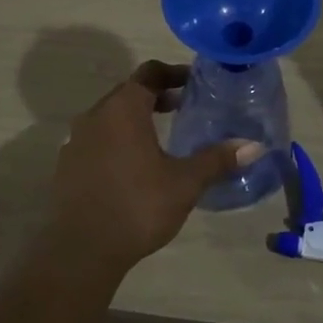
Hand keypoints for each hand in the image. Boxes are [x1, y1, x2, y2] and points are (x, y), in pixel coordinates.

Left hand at [48, 61, 264, 277]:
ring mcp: (76, 140)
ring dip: (134, 119)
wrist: (80, 250)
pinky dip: (116, 140)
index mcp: (123, 108)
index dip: (173, 73)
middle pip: (128, 92)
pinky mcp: (67, 165)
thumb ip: (216, 160)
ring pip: (109, 117)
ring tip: (160, 137)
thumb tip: (254, 146)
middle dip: (156, 95)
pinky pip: (96, 140)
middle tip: (183, 107)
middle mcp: (95, 115)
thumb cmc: (137, 206)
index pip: (149, 73)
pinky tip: (132, 166)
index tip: (193, 82)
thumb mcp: (184, 183)